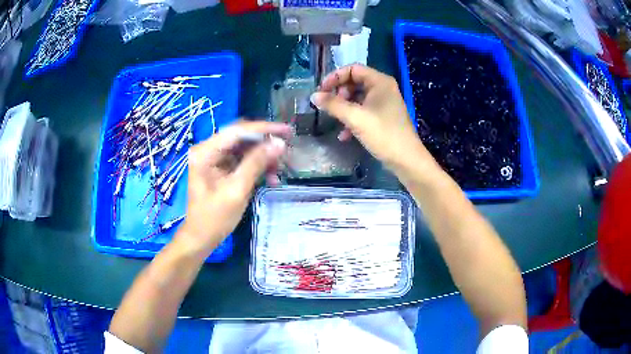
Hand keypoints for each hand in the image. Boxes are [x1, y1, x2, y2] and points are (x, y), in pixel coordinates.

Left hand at [176, 121, 290, 255]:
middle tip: (286, 152)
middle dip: (265, 144)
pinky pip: (243, 160)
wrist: (201, 238)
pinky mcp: (221, 168)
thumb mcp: (236, 191)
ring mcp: (214, 159)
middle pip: (241, 137)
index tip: (287, 131)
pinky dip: (257, 167)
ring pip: (245, 148)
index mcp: (205, 152)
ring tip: (279, 171)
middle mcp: (208, 150)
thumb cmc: (214, 219)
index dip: (264, 129)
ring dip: (263, 157)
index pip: (237, 131)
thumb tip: (279, 144)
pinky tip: (270, 178)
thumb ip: (256, 164)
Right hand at [310, 64, 436, 174]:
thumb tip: (314, 96)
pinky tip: (344, 135)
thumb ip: (333, 105)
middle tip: (329, 106)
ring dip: (344, 108)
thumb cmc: (383, 134)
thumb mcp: (355, 118)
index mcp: (380, 82)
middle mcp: (383, 88)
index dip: (335, 77)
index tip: (322, 90)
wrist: (406, 160)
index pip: (353, 69)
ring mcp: (384, 103)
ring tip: (335, 120)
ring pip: (357, 98)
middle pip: (354, 82)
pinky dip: (352, 119)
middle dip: (339, 94)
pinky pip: (363, 111)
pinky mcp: (383, 117)